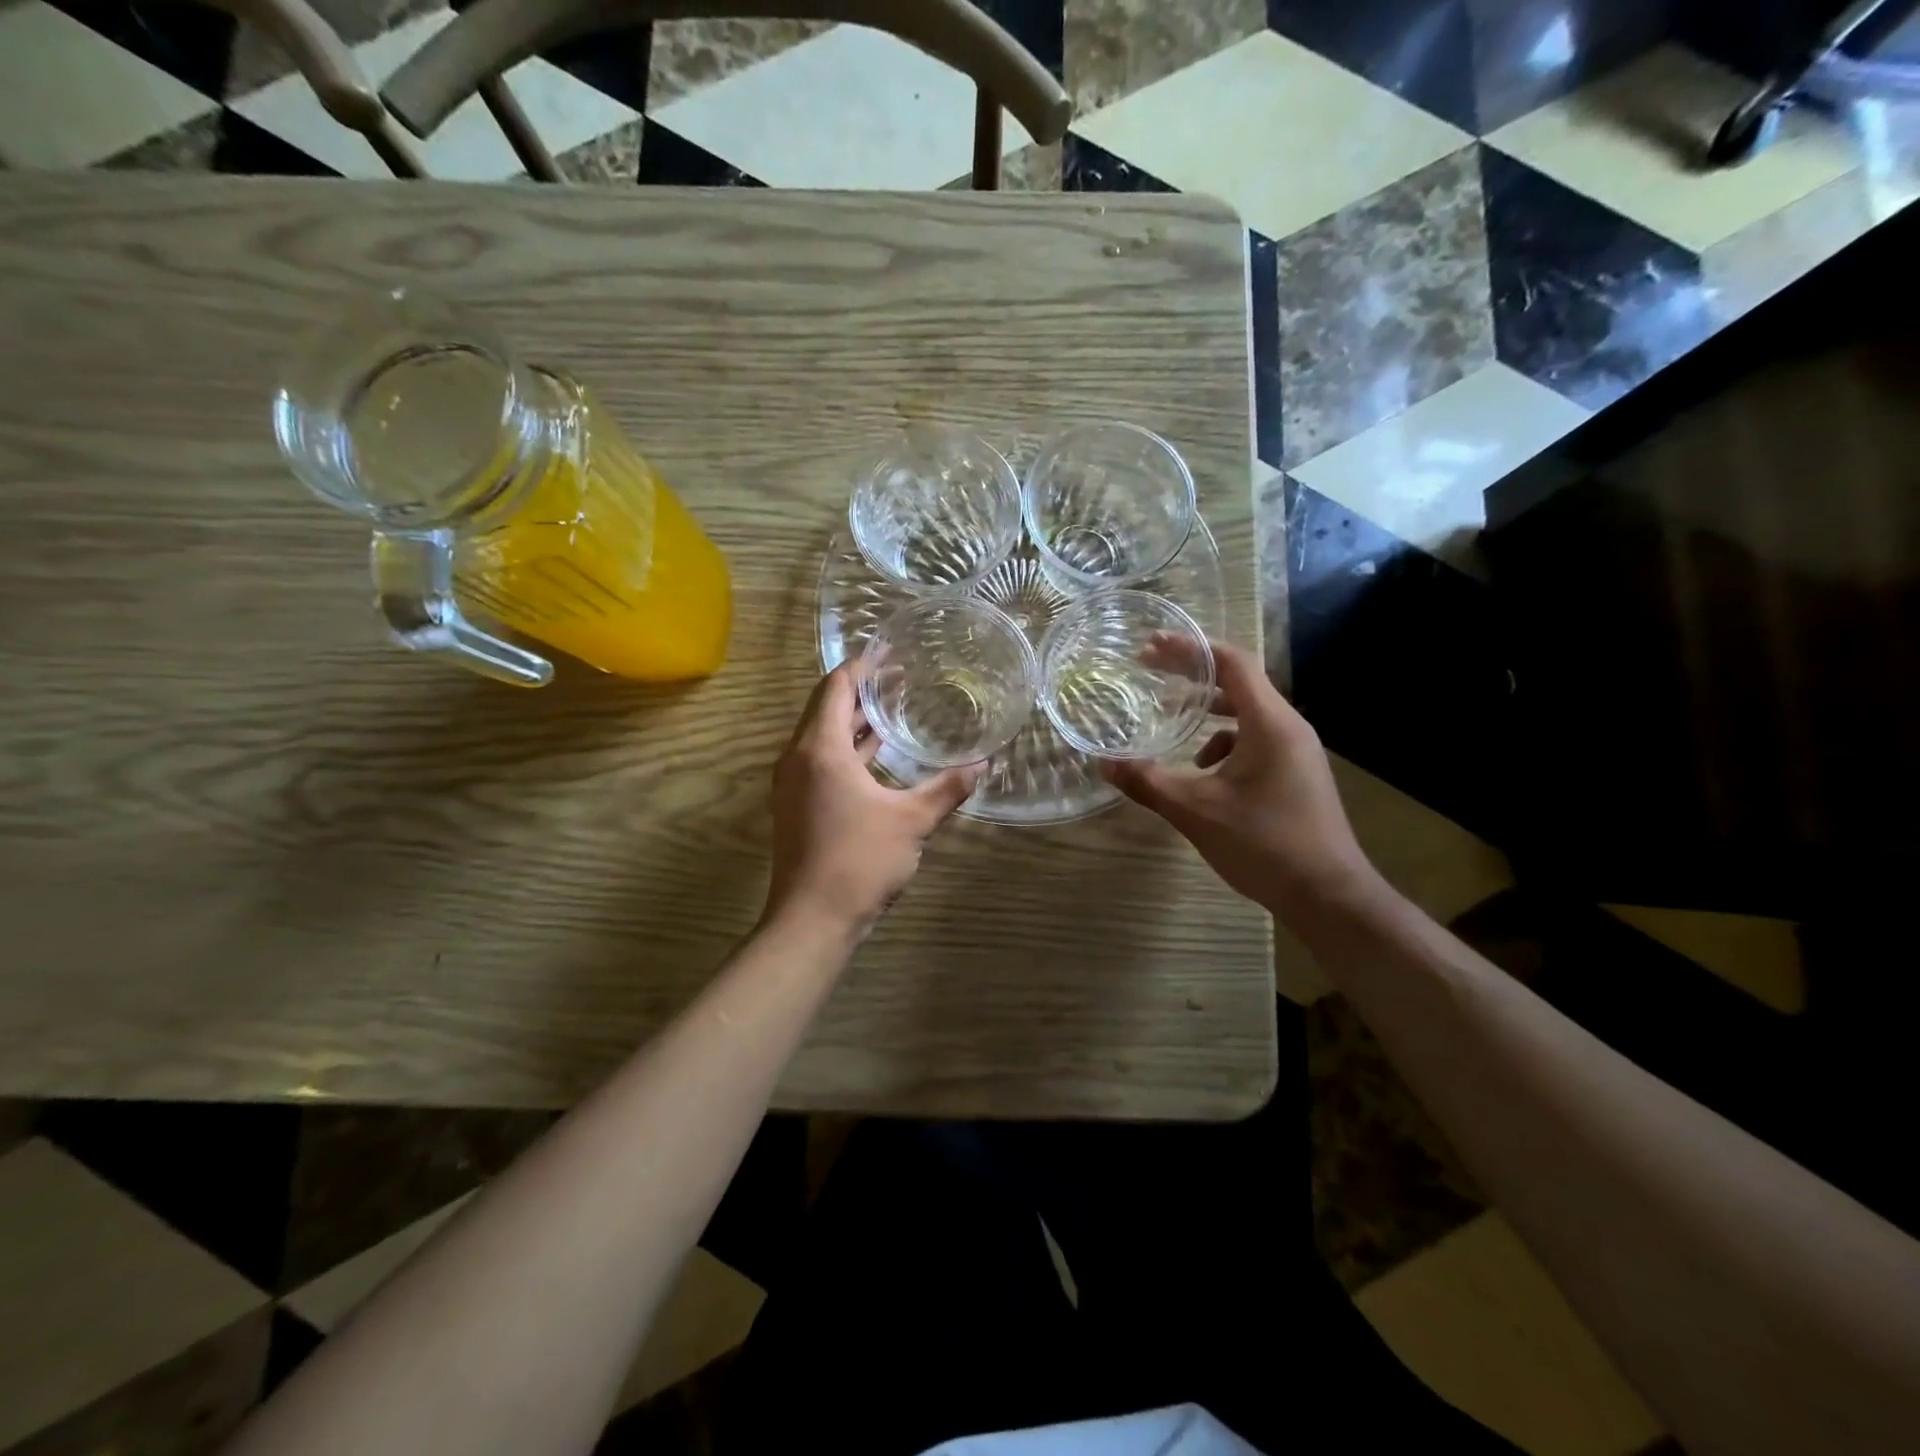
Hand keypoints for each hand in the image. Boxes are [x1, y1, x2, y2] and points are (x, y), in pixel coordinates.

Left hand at [765, 664, 983, 939]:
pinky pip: (821, 761)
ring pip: (822, 737)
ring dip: (854, 721)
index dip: (862, 666)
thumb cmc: (859, 861)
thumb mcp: (912, 821)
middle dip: (861, 690)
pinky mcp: (797, 806)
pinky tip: (878, 755)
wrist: (811, 921)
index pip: (836, 688)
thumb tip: (984, 764)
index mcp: (820, 749)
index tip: (889, 651)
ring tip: (893, 708)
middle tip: (899, 676)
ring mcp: (794, 784)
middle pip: (825, 708)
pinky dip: (848, 749)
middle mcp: (799, 758)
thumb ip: (948, 788)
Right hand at [1101, 641, 1377, 925]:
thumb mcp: (1196, 811)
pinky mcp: (1296, 774)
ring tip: (1171, 722)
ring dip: (1207, 712)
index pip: (1231, 663)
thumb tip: (1105, 763)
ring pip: (1247, 714)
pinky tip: (1203, 772)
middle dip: (1192, 677)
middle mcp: (1288, 727)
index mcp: (1270, 723)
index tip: (1151, 646)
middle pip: (1238, 683)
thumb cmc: (1264, 844)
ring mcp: (1296, 752)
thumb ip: (1149, 782)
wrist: (1328, 896)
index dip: (1190, 649)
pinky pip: (1256, 741)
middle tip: (1150, 672)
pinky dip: (1224, 744)